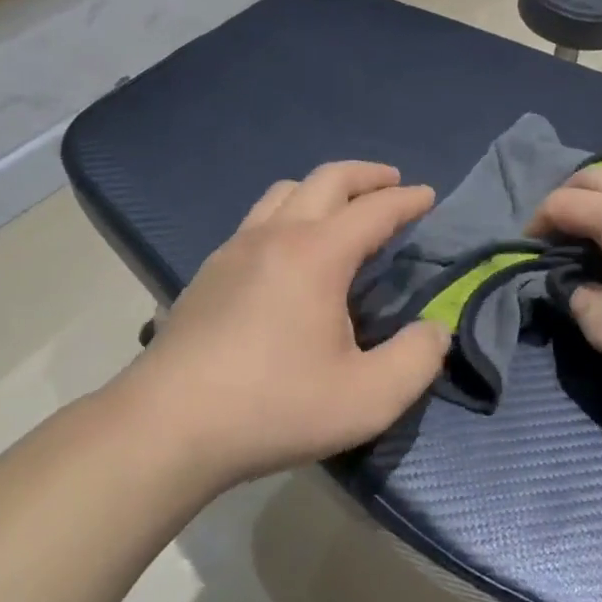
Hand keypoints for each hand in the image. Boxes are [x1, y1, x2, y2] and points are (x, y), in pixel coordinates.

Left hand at [124, 162, 451, 490]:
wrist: (167, 426)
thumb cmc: (273, 407)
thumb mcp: (366, 399)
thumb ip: (415, 361)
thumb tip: (434, 330)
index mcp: (317, 254)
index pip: (374, 210)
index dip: (406, 199)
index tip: (428, 195)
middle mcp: (276, 235)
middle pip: (327, 179)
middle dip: (366, 175)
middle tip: (391, 182)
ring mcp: (235, 248)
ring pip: (285, 191)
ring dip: (323, 187)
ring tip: (343, 208)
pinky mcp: (210, 271)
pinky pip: (258, 218)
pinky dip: (289, 211)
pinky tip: (291, 249)